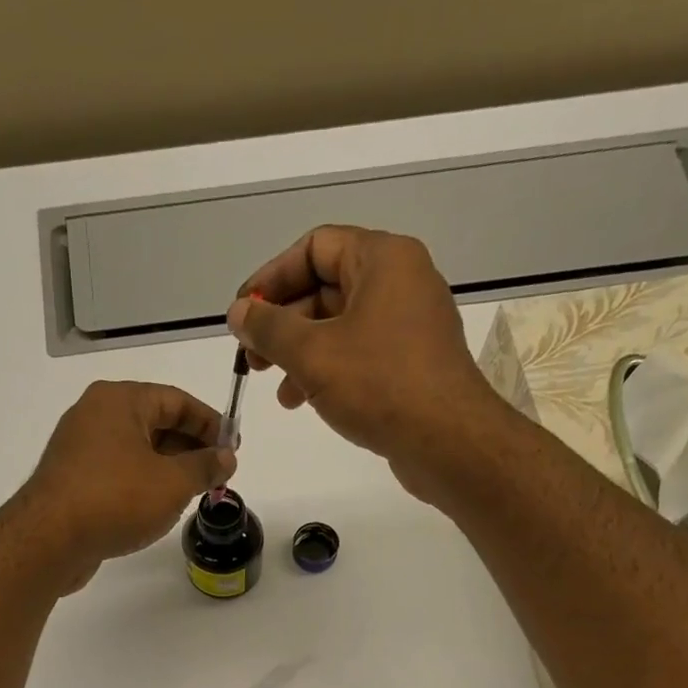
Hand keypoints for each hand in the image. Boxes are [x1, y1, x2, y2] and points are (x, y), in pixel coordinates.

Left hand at [13, 381, 235, 592]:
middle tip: (216, 474)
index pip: (176, 401)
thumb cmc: (116, 500)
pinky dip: (143, 483)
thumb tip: (227, 458)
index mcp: (120, 401)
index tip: (233, 447)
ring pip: (136, 450)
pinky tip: (158, 508)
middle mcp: (96, 415)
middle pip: (155, 423)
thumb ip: (205, 467)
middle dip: (190, 448)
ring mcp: (80, 448)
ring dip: (168, 469)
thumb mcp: (173, 483)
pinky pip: (118, 472)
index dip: (210, 423)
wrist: (50, 540)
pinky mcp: (72, 480)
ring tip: (193, 493)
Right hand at [226, 225, 509, 507]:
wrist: (447, 441)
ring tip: (280, 392)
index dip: (271, 278)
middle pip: (327, 288)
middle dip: (284, 324)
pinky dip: (330, 372)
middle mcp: (401, 282)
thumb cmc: (379, 385)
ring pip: (341, 327)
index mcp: (383, 259)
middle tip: (252, 358)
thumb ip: (269, 329)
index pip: (315, 247)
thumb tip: (239, 312)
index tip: (242, 314)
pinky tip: (308, 402)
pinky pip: (361, 355)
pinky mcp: (413, 364)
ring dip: (302, 355)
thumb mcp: (312, 354)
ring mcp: (410, 325)